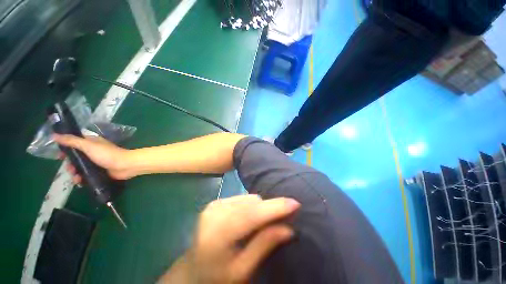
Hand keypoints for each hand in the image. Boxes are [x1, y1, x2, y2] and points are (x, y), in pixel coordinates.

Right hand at [53, 134, 134, 180]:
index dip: (66, 149)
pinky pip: (87, 175)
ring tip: (76, 178)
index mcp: (91, 143)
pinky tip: (80, 182)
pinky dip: (82, 179)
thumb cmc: (107, 154)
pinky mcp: (100, 171)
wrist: (126, 166)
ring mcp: (97, 162)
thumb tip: (54, 135)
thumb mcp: (88, 145)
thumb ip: (72, 141)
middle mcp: (93, 151)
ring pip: (80, 168)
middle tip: (70, 169)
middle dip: (70, 164)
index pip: (74, 144)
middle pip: (76, 158)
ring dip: (75, 173)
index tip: (59, 156)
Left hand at [181, 195, 299, 283]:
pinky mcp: (215, 202)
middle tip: (284, 216)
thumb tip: (288, 228)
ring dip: (260, 207)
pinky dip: (250, 206)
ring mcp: (214, 204)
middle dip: (269, 207)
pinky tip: (249, 217)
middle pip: (251, 203)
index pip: (252, 214)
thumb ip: (264, 245)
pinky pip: (241, 198)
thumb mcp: (242, 270)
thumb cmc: (217, 277)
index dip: (274, 208)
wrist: (192, 270)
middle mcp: (215, 212)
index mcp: (218, 233)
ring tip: (263, 221)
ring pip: (247, 198)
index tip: (295, 203)